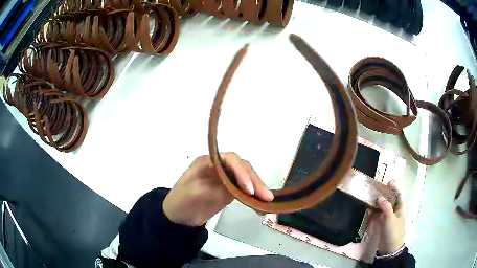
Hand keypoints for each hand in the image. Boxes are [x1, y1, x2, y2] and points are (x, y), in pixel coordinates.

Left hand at [163, 153, 273, 226]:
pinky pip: (245, 191)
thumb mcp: (192, 192)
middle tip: (266, 196)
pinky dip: (254, 197)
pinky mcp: (229, 191)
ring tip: (268, 200)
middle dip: (254, 181)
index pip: (230, 159)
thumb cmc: (181, 201)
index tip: (248, 188)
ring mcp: (225, 179)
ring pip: (247, 178)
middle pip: (242, 168)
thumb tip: (236, 189)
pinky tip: (261, 205)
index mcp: (208, 161)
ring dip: (258, 188)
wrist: (178, 217)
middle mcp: (219, 166)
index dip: (241, 171)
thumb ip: (214, 187)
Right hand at [376, 181, 404, 254]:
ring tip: (371, 197)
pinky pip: (379, 215)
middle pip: (390, 200)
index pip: (398, 195)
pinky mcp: (382, 225)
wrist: (389, 249)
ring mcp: (388, 219)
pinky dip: (375, 211)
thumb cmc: (393, 232)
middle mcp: (395, 212)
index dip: (394, 188)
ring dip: (379, 203)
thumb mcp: (390, 219)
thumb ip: (386, 207)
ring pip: (384, 208)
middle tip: (377, 189)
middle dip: (385, 194)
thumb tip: (379, 197)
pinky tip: (369, 209)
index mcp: (400, 209)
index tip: (388, 182)